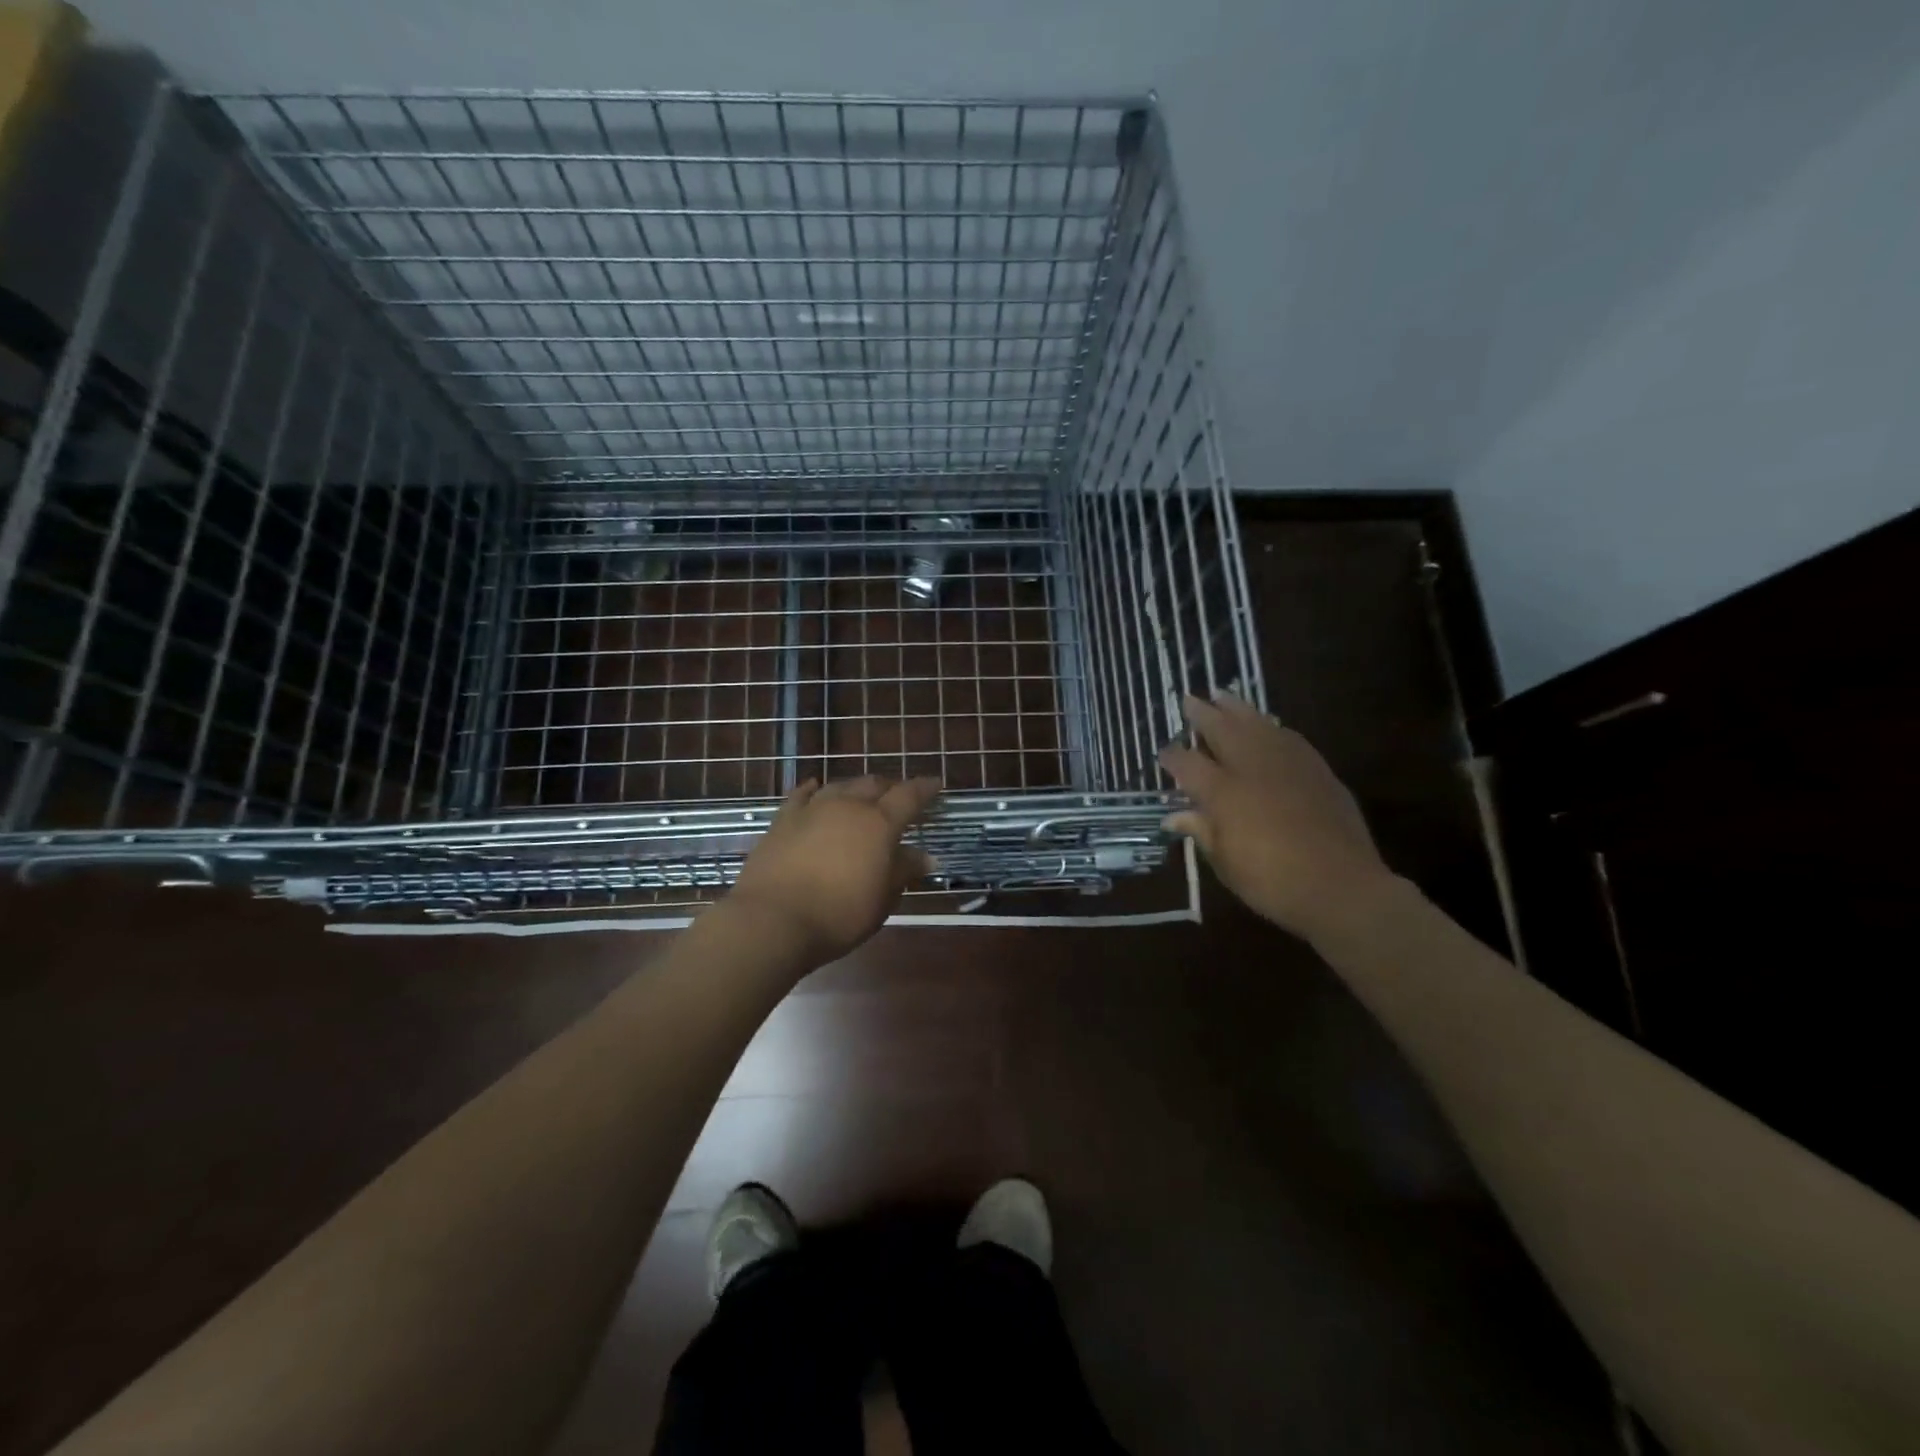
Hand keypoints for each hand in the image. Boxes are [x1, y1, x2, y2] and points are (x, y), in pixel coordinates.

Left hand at [726, 775, 941, 967]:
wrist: (772, 920)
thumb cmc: (839, 914)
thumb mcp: (882, 899)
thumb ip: (904, 871)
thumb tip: (926, 856)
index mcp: (879, 823)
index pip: (909, 796)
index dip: (925, 788)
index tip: (936, 784)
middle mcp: (848, 806)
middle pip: (874, 784)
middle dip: (890, 787)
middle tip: (899, 796)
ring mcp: (812, 809)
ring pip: (840, 786)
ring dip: (856, 788)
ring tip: (862, 795)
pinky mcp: (783, 820)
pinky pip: (802, 794)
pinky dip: (814, 789)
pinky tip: (815, 787)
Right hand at [1159, 692, 1396, 942]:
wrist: (1341, 887)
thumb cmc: (1272, 882)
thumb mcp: (1225, 863)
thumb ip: (1201, 832)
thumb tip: (1175, 817)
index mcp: (1223, 793)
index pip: (1188, 764)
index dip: (1172, 757)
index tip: (1163, 752)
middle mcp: (1252, 768)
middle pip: (1221, 730)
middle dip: (1202, 714)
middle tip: (1189, 698)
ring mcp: (1287, 765)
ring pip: (1257, 724)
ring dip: (1237, 708)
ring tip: (1223, 694)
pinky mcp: (1316, 770)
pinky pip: (1287, 737)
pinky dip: (1271, 726)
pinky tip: (1267, 723)